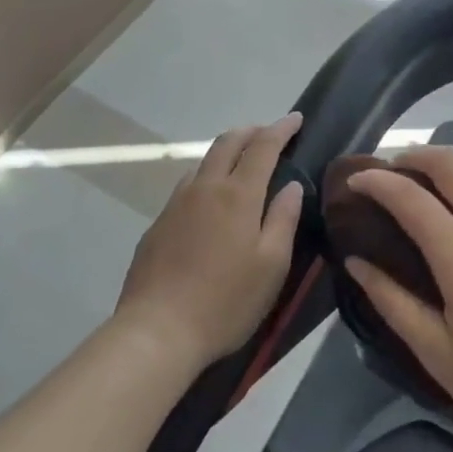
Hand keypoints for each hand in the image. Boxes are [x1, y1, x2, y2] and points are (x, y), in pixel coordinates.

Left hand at [113, 113, 303, 368]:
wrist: (156, 332)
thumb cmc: (225, 302)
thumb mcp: (271, 266)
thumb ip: (283, 219)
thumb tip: (292, 185)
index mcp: (238, 194)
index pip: (263, 146)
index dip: (281, 129)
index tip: (296, 118)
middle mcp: (205, 188)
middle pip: (228, 142)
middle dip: (252, 130)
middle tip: (270, 133)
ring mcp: (176, 203)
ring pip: (204, 161)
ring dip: (227, 151)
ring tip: (242, 163)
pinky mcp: (158, 224)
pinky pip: (187, 185)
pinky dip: (207, 176)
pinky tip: (211, 199)